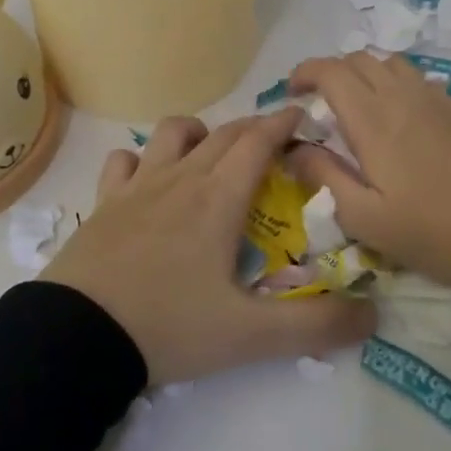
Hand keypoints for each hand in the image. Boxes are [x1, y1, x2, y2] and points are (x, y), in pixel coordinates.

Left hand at [41, 109, 376, 384]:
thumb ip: (315, 326)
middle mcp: (182, 178)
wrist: (78, 336)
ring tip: (212, 155)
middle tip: (274, 143)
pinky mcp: (105, 201)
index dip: (283, 123)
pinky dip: (142, 158)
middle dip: (254, 128)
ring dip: (201, 133)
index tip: (303, 114)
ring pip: (173, 133)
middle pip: (224, 133)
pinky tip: (149, 179)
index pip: (259, 141)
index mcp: (219, 197)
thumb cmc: (169, 326)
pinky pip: (124, 160)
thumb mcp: (250, 336)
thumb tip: (373, 315)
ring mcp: (139, 185)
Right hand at [287, 53, 450, 287]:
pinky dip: (395, 84)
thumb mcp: (365, 218)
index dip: (305, 72)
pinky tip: (399, 119)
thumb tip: (294, 149)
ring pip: (390, 63)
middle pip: (359, 59)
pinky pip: (417, 79)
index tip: (292, 93)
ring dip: (366, 74)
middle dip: (331, 72)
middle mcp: (402, 96)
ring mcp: (435, 98)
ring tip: (360, 106)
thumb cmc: (431, 231)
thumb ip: (324, 177)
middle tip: (321, 104)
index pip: (331, 70)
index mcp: (373, 119)